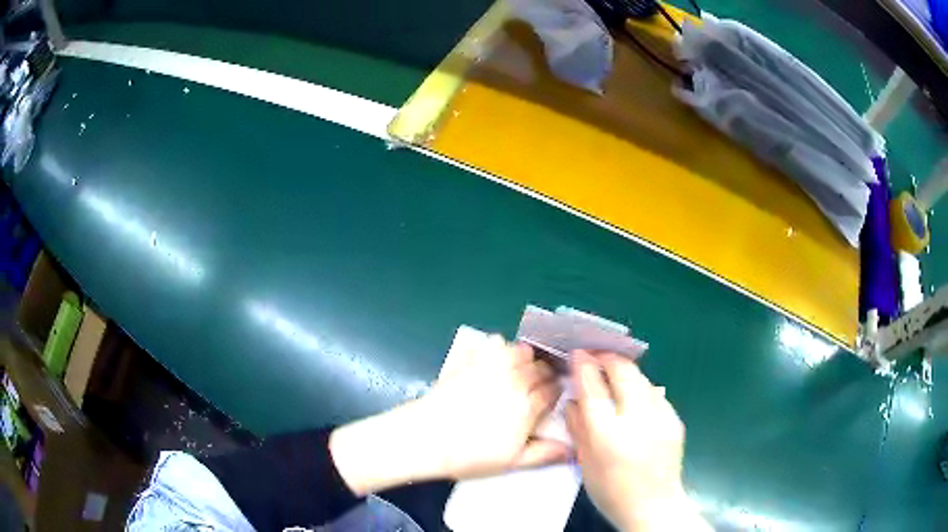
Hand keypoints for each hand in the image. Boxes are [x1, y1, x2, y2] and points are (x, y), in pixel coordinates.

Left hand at [330, 333, 569, 495]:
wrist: (427, 437)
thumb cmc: (470, 455)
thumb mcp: (511, 462)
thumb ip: (545, 453)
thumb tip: (574, 450)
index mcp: (528, 407)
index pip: (553, 390)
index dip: (555, 392)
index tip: (552, 397)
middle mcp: (516, 381)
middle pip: (541, 368)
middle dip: (545, 375)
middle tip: (538, 386)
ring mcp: (493, 368)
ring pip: (523, 351)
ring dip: (527, 359)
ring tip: (522, 371)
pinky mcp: (472, 360)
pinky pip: (495, 343)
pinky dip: (502, 348)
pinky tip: (498, 360)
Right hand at [565, 351, 708, 531]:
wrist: (653, 506)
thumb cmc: (611, 491)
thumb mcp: (585, 463)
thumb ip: (578, 428)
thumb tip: (574, 400)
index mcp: (608, 435)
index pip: (594, 389)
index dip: (585, 366)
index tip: (579, 353)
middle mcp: (637, 420)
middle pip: (623, 372)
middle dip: (608, 358)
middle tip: (596, 354)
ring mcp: (661, 418)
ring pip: (642, 378)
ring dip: (625, 371)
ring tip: (613, 373)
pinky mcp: (675, 419)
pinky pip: (655, 394)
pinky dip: (641, 389)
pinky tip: (634, 398)